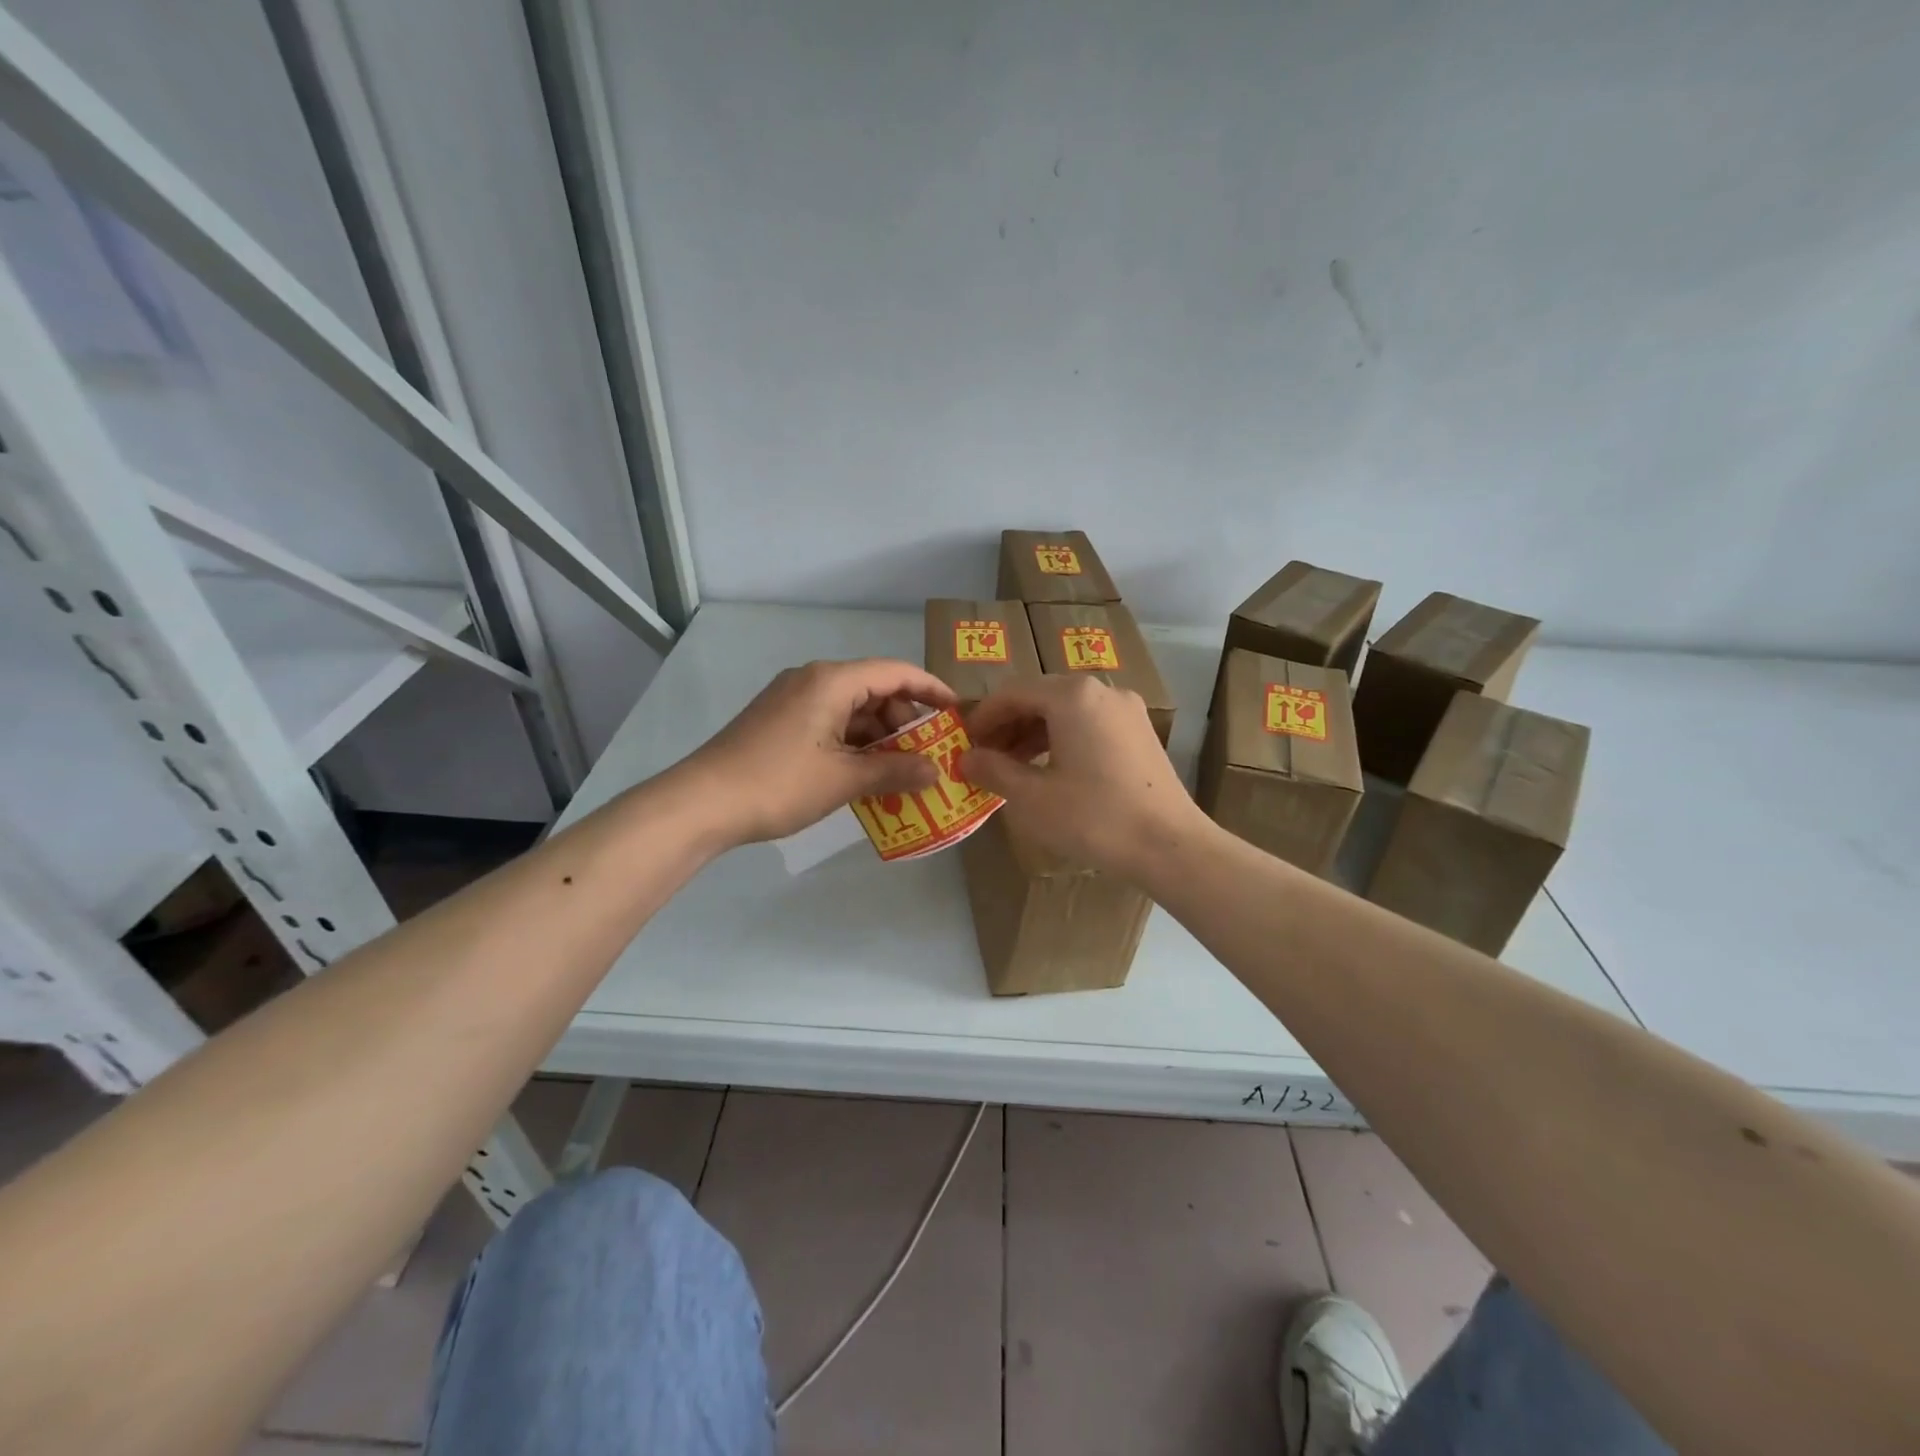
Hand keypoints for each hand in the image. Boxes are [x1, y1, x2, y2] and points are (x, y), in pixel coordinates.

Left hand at [680, 659, 957, 845]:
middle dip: (905, 720)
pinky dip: (853, 744)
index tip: (958, 711)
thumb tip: (937, 771)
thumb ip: (895, 770)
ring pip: (851, 709)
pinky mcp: (779, 721)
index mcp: (831, 681)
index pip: (895, 672)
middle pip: (874, 689)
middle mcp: (813, 680)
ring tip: (903, 770)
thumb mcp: (844, 779)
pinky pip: (830, 723)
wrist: (702, 803)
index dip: (931, 689)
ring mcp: (792, 700)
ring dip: (879, 737)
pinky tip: (866, 774)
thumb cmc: (779, 783)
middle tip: (931, 753)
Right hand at [959, 675, 1209, 880]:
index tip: (964, 744)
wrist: (1169, 845)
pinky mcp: (1140, 731)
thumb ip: (993, 770)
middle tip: (985, 757)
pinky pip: (1089, 722)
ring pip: (1066, 710)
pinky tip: (1051, 769)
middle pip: (1040, 696)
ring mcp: (1126, 709)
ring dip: (1034, 732)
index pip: (1012, 693)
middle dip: (1008, 725)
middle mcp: (1101, 690)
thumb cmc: (1094, 818)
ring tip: (1013, 766)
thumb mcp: (1032, 798)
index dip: (982, 717)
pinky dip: (1062, 738)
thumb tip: (966, 758)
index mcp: (1072, 696)